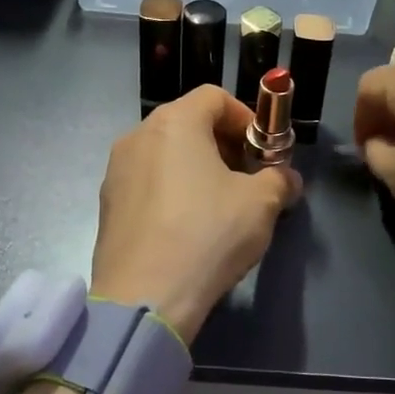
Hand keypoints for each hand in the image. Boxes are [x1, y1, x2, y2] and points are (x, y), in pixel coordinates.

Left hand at [91, 86, 302, 344]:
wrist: (144, 297)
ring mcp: (116, 170)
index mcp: (175, 122)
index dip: (246, 118)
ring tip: (220, 205)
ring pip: (166, 154)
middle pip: (188, 122)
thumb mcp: (261, 204)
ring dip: (197, 168)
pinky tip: (188, 228)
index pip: (215, 97)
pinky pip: (147, 182)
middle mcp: (138, 135)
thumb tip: (287, 179)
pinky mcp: (107, 205)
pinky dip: (171, 190)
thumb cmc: (208, 234)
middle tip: (247, 178)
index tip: (263, 151)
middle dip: (223, 144)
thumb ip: (279, 180)